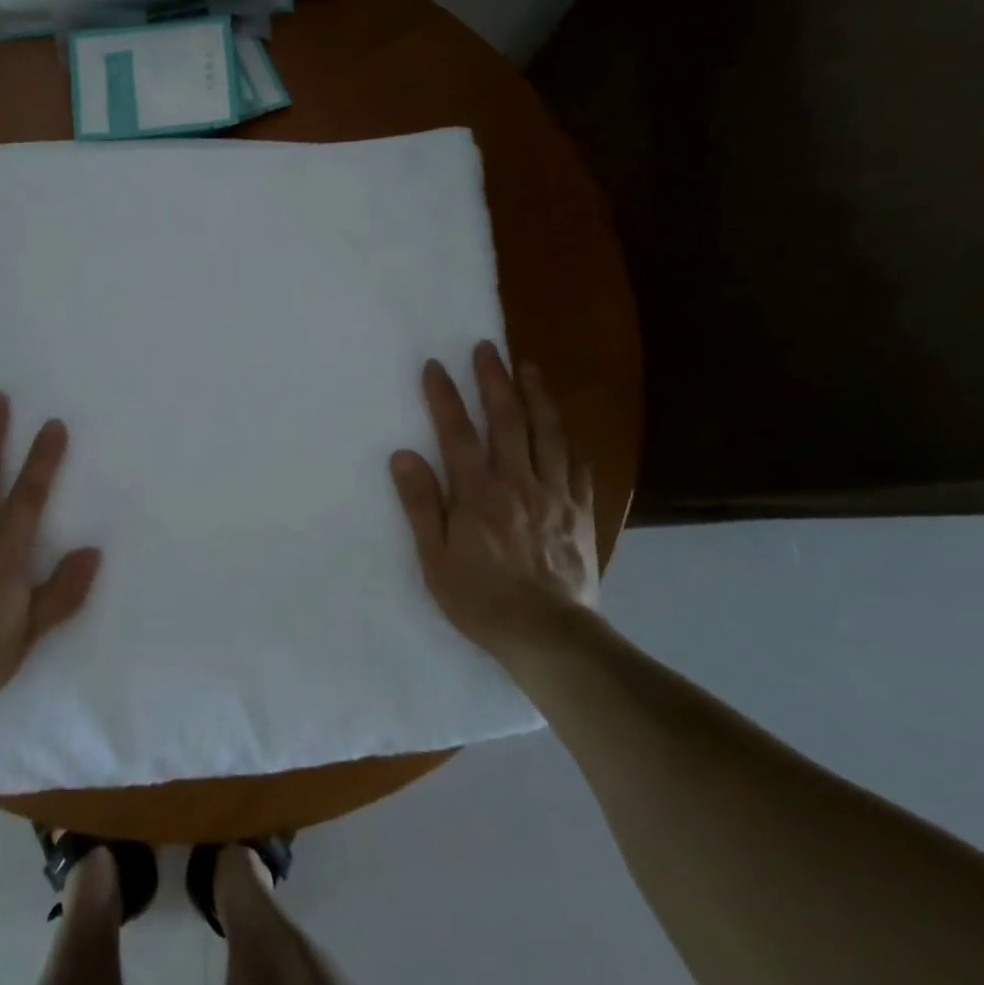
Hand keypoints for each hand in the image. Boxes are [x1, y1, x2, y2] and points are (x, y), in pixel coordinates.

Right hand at [390, 342, 598, 664]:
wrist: (549, 636)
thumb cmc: (481, 600)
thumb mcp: (435, 558)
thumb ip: (421, 504)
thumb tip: (403, 456)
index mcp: (478, 492)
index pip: (457, 432)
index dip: (445, 396)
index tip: (435, 365)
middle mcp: (517, 482)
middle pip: (507, 419)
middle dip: (495, 379)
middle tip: (488, 348)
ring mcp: (555, 494)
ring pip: (548, 433)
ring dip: (537, 396)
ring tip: (529, 368)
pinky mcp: (580, 512)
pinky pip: (578, 465)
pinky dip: (569, 439)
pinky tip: (566, 427)